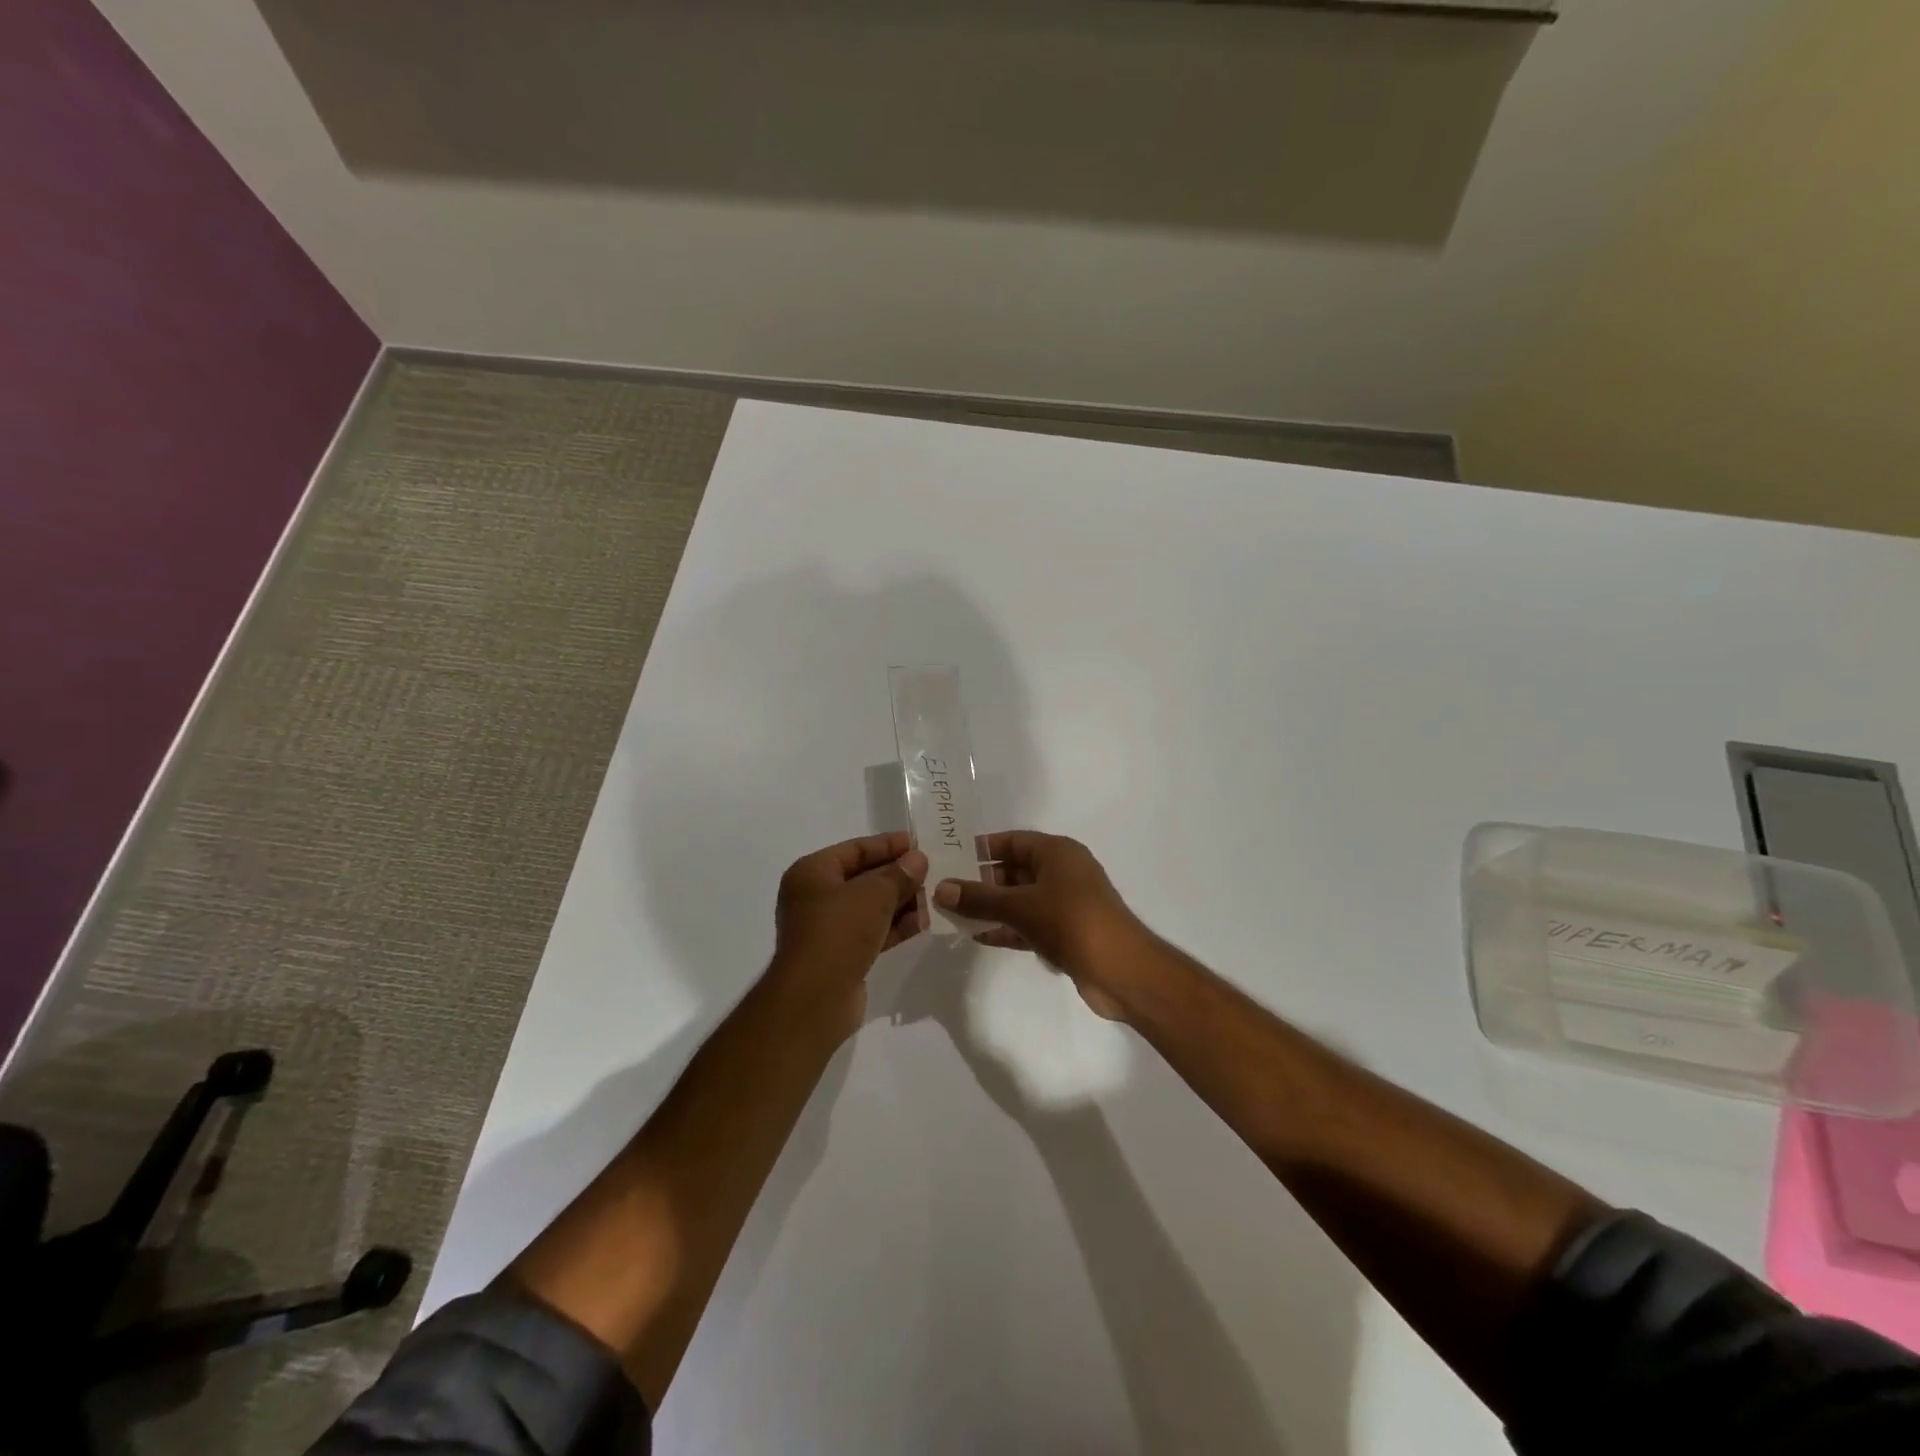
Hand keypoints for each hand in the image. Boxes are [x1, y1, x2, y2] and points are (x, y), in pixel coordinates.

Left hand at [772, 832, 927, 1033]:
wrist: (815, 999)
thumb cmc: (838, 933)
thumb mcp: (873, 895)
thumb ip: (898, 875)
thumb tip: (918, 860)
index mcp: (812, 873)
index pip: (855, 849)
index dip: (888, 844)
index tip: (919, 843)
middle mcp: (815, 897)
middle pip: (863, 877)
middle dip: (898, 875)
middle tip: (934, 869)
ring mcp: (828, 928)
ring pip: (870, 906)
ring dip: (901, 901)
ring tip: (936, 895)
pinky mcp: (841, 955)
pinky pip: (873, 931)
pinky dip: (895, 926)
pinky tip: (925, 922)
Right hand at [932, 832, 1144, 1020]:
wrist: (1121, 970)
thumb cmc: (1070, 922)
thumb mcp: (1019, 906)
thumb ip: (978, 898)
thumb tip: (940, 888)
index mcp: (1057, 852)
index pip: (1012, 841)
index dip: (982, 849)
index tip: (950, 859)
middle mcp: (1063, 871)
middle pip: (1014, 870)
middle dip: (982, 882)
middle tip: (946, 892)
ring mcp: (1066, 903)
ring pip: (1020, 899)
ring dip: (992, 907)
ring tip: (954, 915)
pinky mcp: (1066, 932)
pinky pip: (1029, 923)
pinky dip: (1008, 928)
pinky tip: (980, 936)